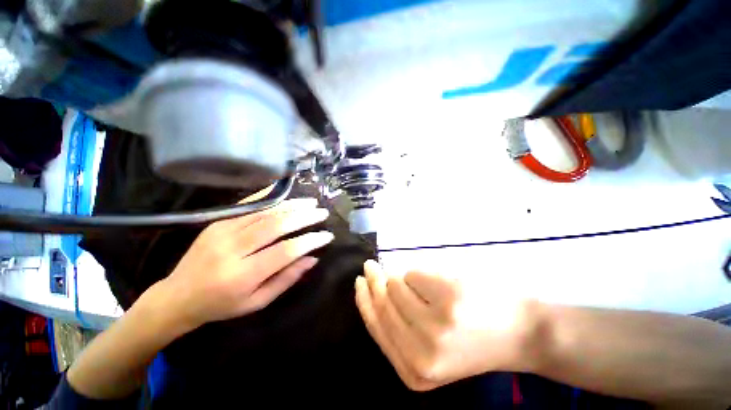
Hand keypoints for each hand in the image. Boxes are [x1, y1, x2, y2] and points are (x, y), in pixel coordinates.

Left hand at [162, 198, 333, 329]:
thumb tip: (312, 258)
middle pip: (276, 225)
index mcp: (242, 275)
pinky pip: (250, 206)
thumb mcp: (257, 302)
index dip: (309, 241)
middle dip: (304, 217)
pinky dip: (272, 199)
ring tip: (311, 203)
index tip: (327, 236)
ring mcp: (222, 231)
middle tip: (322, 213)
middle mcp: (232, 249)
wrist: (177, 296)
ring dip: (292, 205)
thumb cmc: (221, 305)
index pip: (285, 251)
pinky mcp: (218, 221)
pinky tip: (287, 194)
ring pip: (265, 213)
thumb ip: (286, 279)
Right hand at [355, 260, 539, 390]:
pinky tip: (442, 284)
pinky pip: (413, 273)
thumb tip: (373, 292)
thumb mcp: (430, 348)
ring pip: (396, 284)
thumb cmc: (472, 339)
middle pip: (382, 302)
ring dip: (404, 279)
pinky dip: (422, 274)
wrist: (521, 335)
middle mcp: (421, 352)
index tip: (360, 282)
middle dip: (373, 280)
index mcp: (414, 371)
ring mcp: (436, 324)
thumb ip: (399, 327)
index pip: (376, 325)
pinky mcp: (447, 297)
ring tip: (426, 286)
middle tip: (370, 266)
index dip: (364, 300)